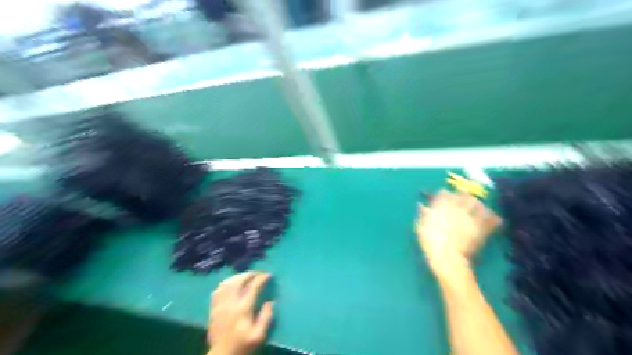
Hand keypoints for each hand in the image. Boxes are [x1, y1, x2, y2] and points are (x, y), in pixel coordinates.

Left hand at [209, 272, 274, 354]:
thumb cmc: (242, 346)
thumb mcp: (259, 336)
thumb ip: (266, 318)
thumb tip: (270, 302)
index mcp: (243, 308)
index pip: (253, 287)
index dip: (262, 278)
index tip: (269, 275)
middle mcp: (231, 303)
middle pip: (239, 280)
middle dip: (250, 274)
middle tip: (258, 274)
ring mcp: (220, 305)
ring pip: (227, 283)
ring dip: (238, 277)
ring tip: (245, 277)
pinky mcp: (213, 309)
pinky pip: (218, 290)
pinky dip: (225, 283)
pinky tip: (231, 284)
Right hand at [419, 189, 501, 280]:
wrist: (446, 255)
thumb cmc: (429, 240)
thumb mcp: (420, 226)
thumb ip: (423, 214)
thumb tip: (422, 205)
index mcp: (441, 205)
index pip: (444, 193)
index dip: (444, 194)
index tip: (442, 196)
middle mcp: (457, 207)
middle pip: (464, 195)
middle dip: (463, 196)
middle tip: (462, 199)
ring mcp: (471, 217)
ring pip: (479, 204)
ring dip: (478, 205)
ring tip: (479, 207)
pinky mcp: (481, 228)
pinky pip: (492, 220)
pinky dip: (494, 219)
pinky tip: (495, 219)